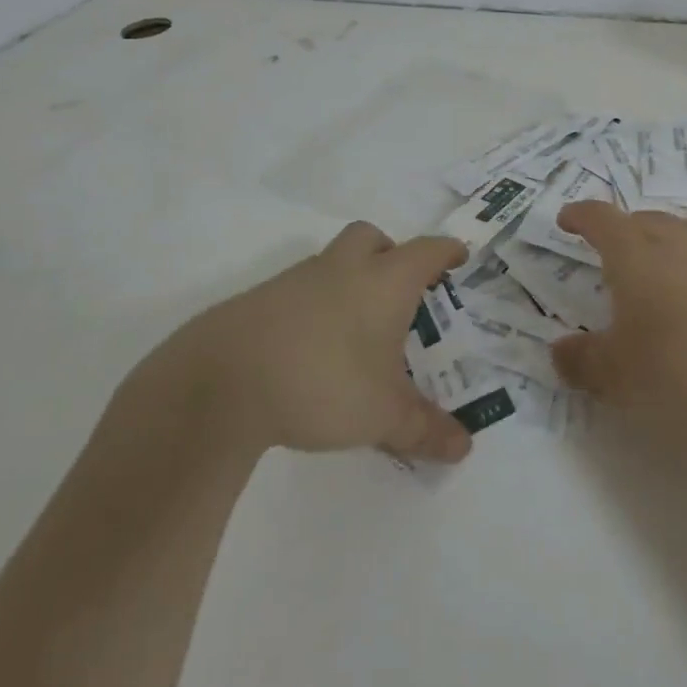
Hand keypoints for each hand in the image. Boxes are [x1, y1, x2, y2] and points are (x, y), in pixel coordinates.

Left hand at [128, 223, 472, 463]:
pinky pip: (300, 289)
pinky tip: (312, 349)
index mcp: (384, 281)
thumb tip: (463, 447)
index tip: (458, 256)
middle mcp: (343, 268)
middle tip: (400, 290)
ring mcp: (298, 279)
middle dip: (390, 254)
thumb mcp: (382, 415)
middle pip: (372, 238)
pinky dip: (315, 306)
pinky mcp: (261, 299)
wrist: (223, 380)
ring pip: (333, 261)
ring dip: (350, 280)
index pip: (426, 252)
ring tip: (357, 330)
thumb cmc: (324, 382)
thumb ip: (424, 429)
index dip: (446, 252)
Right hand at [550, 201, 686, 445]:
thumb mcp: (619, 377)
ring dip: (679, 242)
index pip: (599, 218)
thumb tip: (559, 351)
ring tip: (677, 271)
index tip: (568, 220)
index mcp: (635, 251)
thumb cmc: (684, 371)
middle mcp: (681, 236)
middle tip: (621, 262)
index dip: (580, 216)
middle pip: (647, 220)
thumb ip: (582, 361)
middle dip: (627, 234)